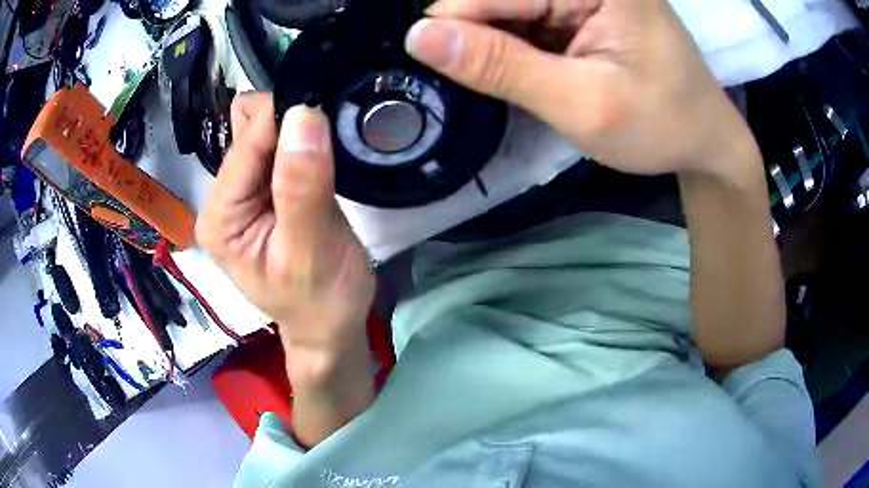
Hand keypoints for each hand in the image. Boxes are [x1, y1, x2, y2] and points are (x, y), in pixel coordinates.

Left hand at [196, 93, 374, 353]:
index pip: (247, 141)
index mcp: (221, 216)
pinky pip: (278, 146)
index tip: (325, 112)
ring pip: (265, 131)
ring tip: (327, 153)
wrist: (329, 325)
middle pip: (248, 129)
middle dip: (289, 125)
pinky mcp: (263, 191)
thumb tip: (302, 114)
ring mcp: (241, 193)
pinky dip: (301, 142)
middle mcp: (222, 198)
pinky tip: (320, 158)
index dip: (285, 120)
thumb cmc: (321, 300)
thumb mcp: (313, 250)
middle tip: (328, 143)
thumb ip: (302, 186)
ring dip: (297, 132)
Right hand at [405, 0, 754, 176]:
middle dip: (479, 36)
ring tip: (526, 81)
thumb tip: (418, 38)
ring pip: (505, 8)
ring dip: (497, 44)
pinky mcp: (578, 8)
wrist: (703, 137)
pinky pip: (524, 19)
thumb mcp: (583, 103)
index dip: (455, 26)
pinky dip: (514, 47)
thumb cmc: (660, 124)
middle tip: (500, 82)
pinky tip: (531, 71)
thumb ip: (502, 66)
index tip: (430, 65)